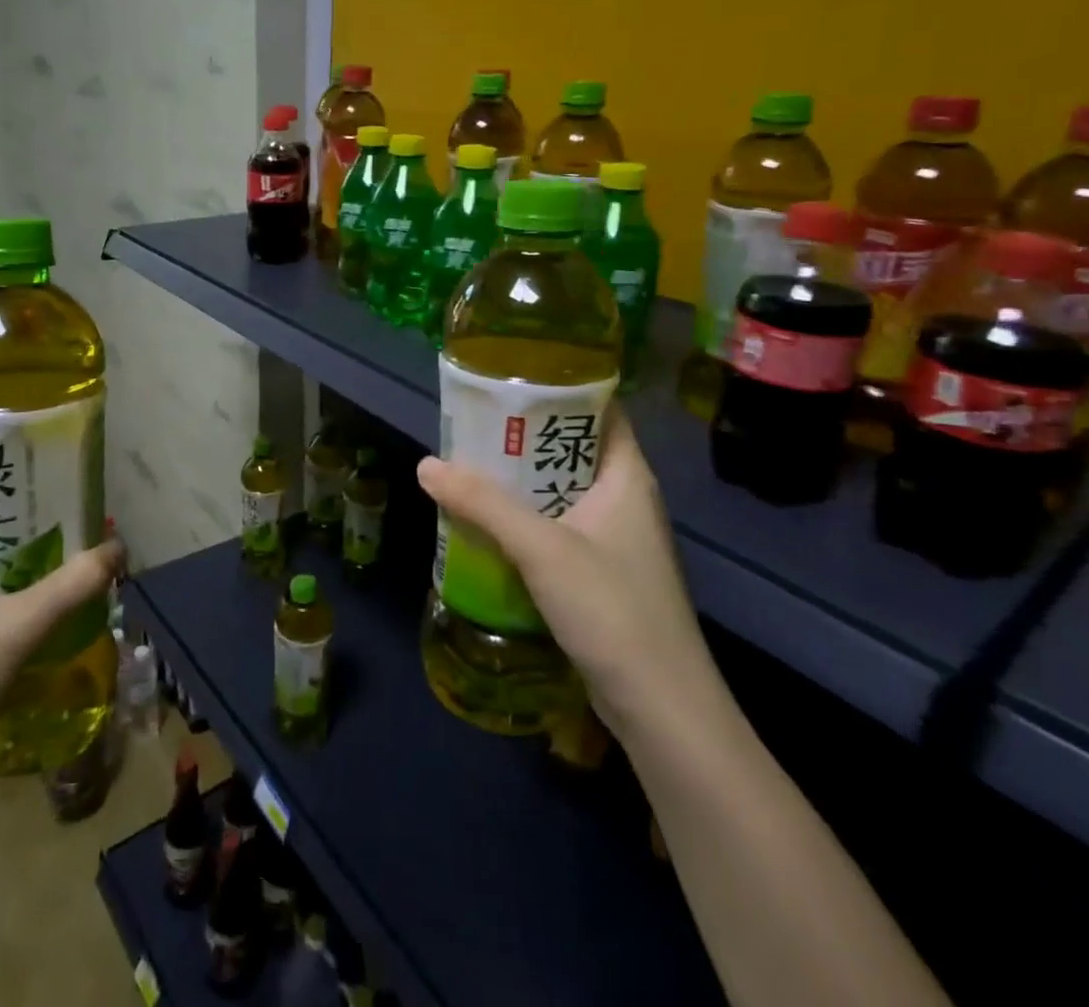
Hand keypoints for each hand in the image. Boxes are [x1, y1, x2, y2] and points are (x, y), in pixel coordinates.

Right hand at [416, 407, 714, 737]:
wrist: (661, 709)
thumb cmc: (612, 610)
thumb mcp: (542, 549)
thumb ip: (483, 504)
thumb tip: (426, 465)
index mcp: (626, 476)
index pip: (600, 410)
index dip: (560, 389)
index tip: (510, 379)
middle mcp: (624, 499)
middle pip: (571, 449)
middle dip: (523, 436)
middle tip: (472, 424)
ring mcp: (614, 539)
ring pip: (560, 492)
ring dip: (519, 481)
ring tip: (469, 466)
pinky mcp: (601, 574)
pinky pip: (556, 528)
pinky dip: (524, 519)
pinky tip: (486, 523)